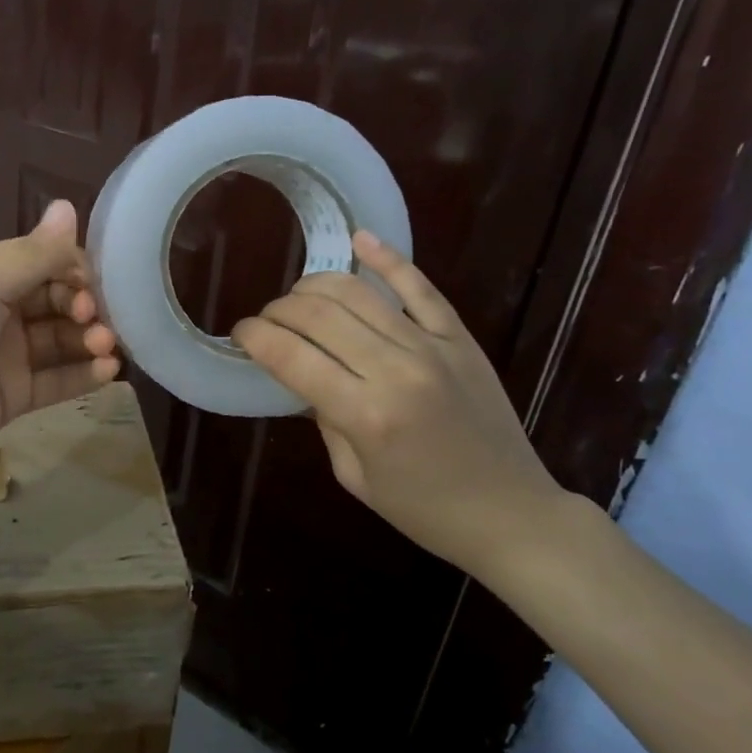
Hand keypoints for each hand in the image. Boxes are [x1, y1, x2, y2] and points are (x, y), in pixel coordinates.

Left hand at [0, 200, 119, 485]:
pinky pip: (56, 379)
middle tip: (98, 323)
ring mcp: (5, 354)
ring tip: (106, 348)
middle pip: (55, 298)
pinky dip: (84, 374)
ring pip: (60, 339)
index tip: (94, 286)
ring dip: (89, 339)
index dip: (73, 268)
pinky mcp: (13, 395)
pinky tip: (109, 372)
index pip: (42, 259)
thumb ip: (34, 254)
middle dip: (83, 306)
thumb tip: (69, 205)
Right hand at [231, 231, 570, 578]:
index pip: (290, 356)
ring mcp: (431, 346)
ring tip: (298, 298)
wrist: (511, 513)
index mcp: (365, 415)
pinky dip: (387, 258)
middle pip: (318, 314)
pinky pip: (419, 287)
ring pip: (358, 293)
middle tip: (266, 322)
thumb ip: (323, 417)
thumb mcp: (353, 475)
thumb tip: (302, 375)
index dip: (254, 336)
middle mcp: (396, 369)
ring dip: (315, 285)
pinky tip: (358, 239)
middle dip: (278, 310)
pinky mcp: (458, 336)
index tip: (240, 334)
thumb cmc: (423, 509)